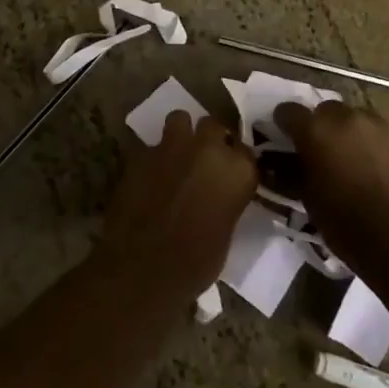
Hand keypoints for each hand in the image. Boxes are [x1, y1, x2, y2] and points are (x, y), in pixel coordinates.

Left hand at [97, 113, 257, 303]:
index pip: (246, 150)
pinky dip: (154, 157)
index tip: (231, 170)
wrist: (144, 268)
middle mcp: (208, 148)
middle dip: (210, 138)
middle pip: (213, 125)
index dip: (237, 159)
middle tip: (204, 159)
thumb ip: (226, 200)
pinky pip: (152, 146)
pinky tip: (150, 175)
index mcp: (237, 170)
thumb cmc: (196, 263)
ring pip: (180, 119)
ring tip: (176, 154)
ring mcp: (172, 146)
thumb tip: (219, 195)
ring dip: (180, 134)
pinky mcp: (141, 153)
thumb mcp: (226, 231)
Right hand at [274, 101, 388, 267]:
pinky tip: (379, 171)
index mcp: (315, 130)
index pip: (288, 111)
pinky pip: (383, 136)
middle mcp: (346, 118)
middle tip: (322, 151)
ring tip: (353, 159)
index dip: (284, 123)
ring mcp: (380, 126)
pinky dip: (375, 146)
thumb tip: (286, 162)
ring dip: (350, 133)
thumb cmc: (345, 222)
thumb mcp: (307, 197)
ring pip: (357, 119)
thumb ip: (295, 171)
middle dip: (321, 126)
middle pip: (326, 110)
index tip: (285, 138)